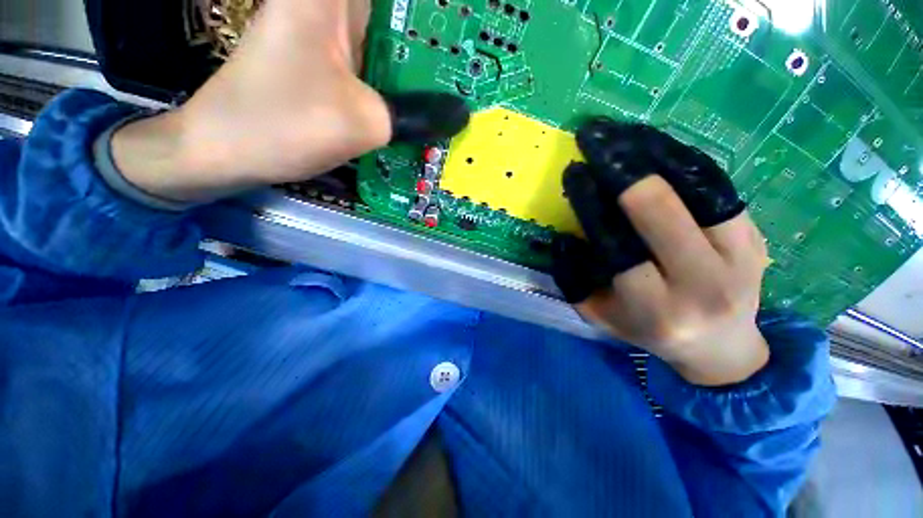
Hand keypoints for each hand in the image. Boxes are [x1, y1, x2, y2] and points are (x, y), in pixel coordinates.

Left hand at [111, 0, 468, 202]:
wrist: (225, 149)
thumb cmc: (280, 125)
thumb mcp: (362, 122)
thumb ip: (418, 116)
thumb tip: (461, 115)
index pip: (409, 3)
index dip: (444, 10)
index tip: (474, 27)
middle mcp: (335, 6)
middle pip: (403, 17)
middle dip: (441, 41)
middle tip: (479, 64)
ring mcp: (335, 36)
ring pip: (395, 42)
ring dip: (427, 66)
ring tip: (465, 85)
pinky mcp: (334, 64)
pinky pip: (382, 66)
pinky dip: (405, 84)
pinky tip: (429, 103)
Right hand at [553, 119, 769, 386]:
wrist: (722, 346)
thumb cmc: (648, 330)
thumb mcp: (599, 316)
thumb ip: (575, 280)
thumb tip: (564, 236)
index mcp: (656, 309)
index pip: (616, 246)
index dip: (591, 204)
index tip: (574, 172)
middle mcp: (703, 283)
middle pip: (660, 209)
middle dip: (621, 168)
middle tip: (595, 140)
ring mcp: (741, 255)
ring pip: (696, 186)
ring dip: (653, 152)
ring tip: (621, 132)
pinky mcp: (757, 235)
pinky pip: (716, 185)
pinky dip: (681, 159)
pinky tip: (653, 144)